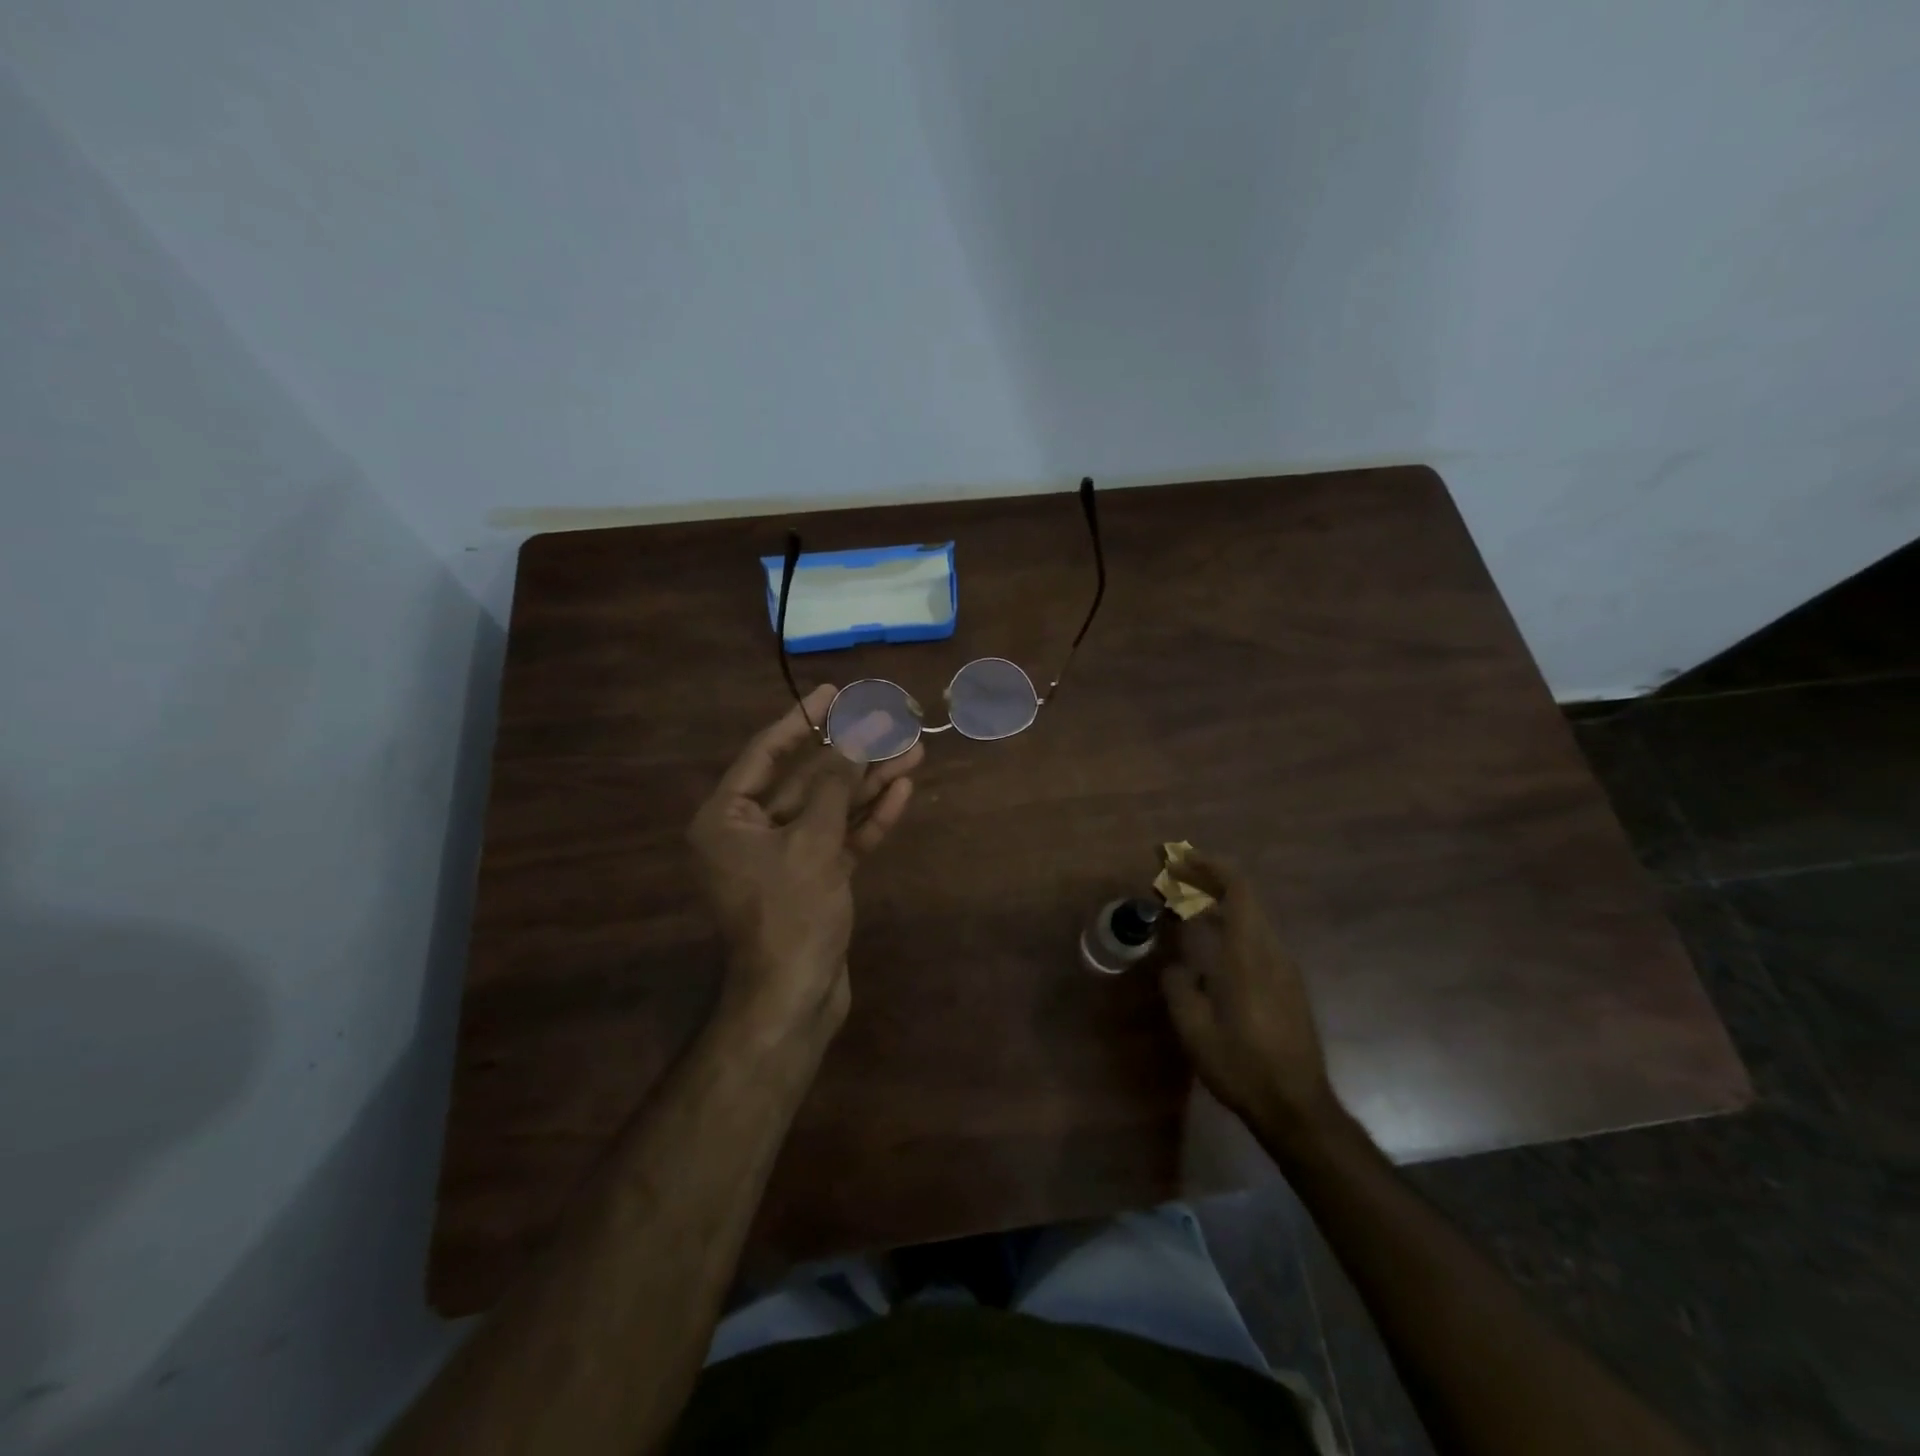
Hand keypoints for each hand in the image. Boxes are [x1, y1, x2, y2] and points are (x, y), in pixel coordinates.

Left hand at [688, 685, 922, 1040]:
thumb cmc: (790, 914)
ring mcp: (785, 856)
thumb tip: (857, 734)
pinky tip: (902, 791)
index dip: (803, 720)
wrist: (795, 999)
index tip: (834, 692)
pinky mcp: (815, 878)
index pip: (767, 753)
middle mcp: (751, 832)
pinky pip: (842, 838)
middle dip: (851, 753)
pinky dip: (869, 818)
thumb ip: (836, 785)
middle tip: (890, 721)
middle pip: (807, 779)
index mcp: (727, 818)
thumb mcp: (813, 842)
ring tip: (913, 750)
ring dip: (869, 782)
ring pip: (831, 808)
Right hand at [1161, 853, 1339, 1136]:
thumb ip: (1180, 988)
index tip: (1178, 860)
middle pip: (1244, 897)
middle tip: (1172, 877)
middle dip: (1208, 879)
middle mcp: (1272, 952)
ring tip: (1184, 905)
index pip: (1237, 889)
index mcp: (1249, 954)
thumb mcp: (1195, 1029)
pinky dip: (1230, 925)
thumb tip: (1177, 968)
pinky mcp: (1288, 986)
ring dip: (1218, 903)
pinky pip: (1256, 938)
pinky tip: (1209, 943)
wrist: (1297, 1107)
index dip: (1208, 866)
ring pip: (1251, 918)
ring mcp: (1284, 969)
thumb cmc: (1242, 1066)